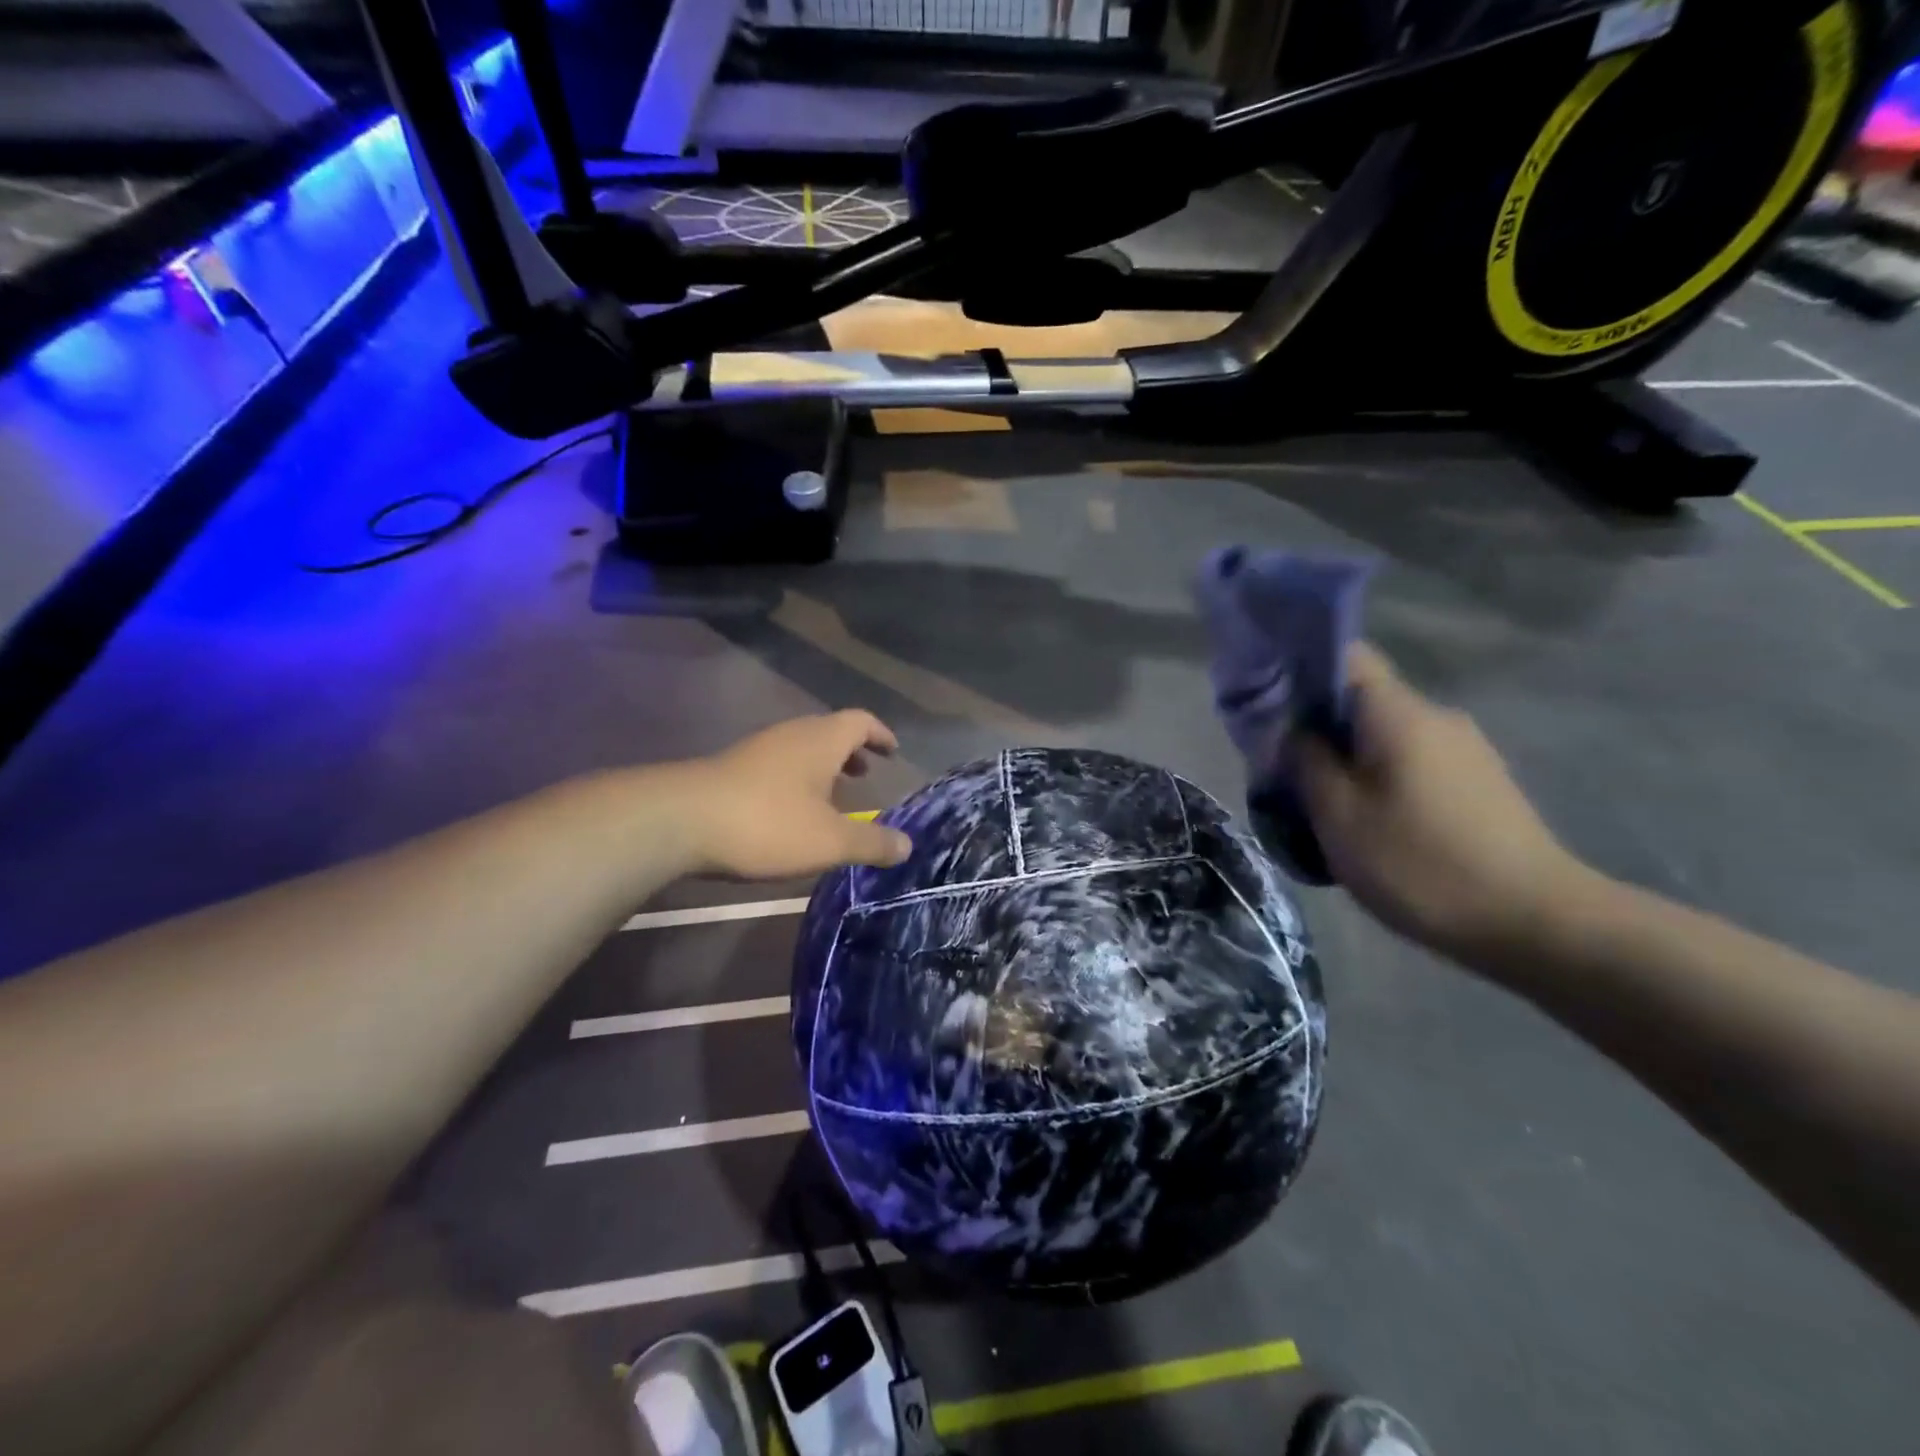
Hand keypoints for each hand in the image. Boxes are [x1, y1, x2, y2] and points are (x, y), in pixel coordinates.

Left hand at [679, 711, 913, 880]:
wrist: (679, 821)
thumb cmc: (768, 823)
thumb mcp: (830, 841)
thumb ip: (872, 843)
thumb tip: (908, 845)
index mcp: (821, 740)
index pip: (861, 722)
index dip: (880, 734)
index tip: (892, 752)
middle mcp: (791, 735)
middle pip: (830, 732)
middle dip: (852, 752)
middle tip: (866, 776)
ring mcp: (758, 749)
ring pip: (801, 749)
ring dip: (822, 767)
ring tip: (832, 798)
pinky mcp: (732, 769)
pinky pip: (778, 765)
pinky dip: (796, 780)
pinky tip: (790, 812)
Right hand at [1295, 645, 1589, 960]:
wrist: (1536, 924)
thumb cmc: (1420, 864)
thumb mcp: (1339, 817)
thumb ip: (1307, 762)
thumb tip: (1294, 732)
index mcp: (1398, 714)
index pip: (1346, 657)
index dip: (1301, 672)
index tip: (1270, 709)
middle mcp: (1436, 717)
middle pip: (1361, 701)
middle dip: (1318, 730)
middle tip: (1286, 774)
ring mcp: (1465, 749)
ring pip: (1385, 736)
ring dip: (1349, 760)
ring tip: (1324, 808)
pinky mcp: (1480, 782)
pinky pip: (1413, 761)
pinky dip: (1381, 779)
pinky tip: (1372, 825)